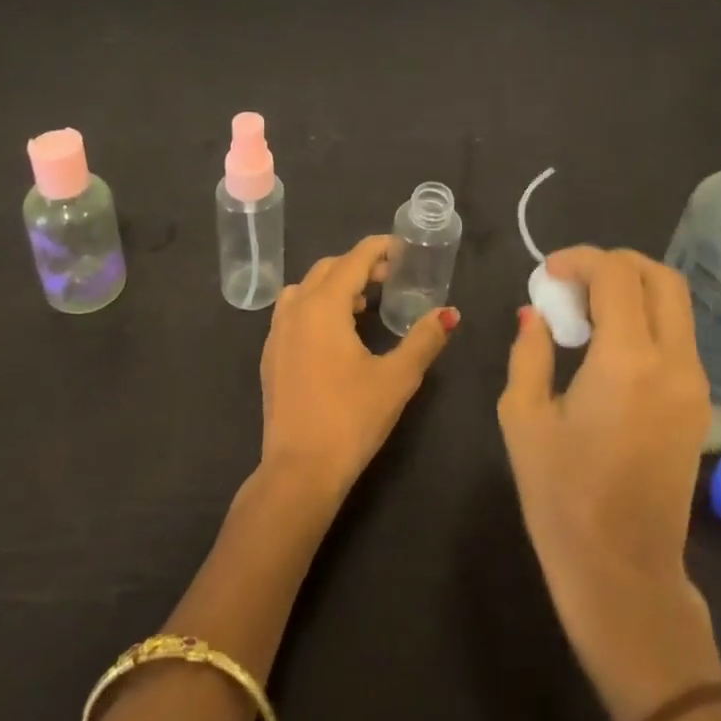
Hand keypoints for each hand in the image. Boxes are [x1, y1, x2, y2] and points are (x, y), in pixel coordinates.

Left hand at [259, 235, 457, 501]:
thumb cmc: (351, 419)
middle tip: (390, 277)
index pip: (353, 260)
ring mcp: (277, 333)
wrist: (299, 471)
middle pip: (327, 269)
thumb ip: (424, 339)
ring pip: (305, 289)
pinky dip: (315, 307)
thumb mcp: (397, 378)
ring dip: (333, 285)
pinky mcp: (271, 357)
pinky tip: (335, 335)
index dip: (378, 249)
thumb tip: (449, 313)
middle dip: (358, 265)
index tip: (402, 248)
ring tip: (362, 305)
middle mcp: (295, 310)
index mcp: (324, 306)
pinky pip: (292, 312)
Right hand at [499, 247, 720, 720]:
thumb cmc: (561, 499)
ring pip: (675, 305)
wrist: (623, 574)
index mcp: (627, 362)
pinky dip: (646, 319)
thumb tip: (535, 315)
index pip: (616, 275)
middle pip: (660, 278)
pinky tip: (608, 344)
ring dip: (632, 290)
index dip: (579, 259)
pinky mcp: (699, 406)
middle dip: (614, 263)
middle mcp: (673, 363)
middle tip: (572, 280)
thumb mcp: (523, 418)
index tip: (548, 273)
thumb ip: (529, 353)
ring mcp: (695, 385)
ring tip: (586, 311)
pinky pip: (678, 337)